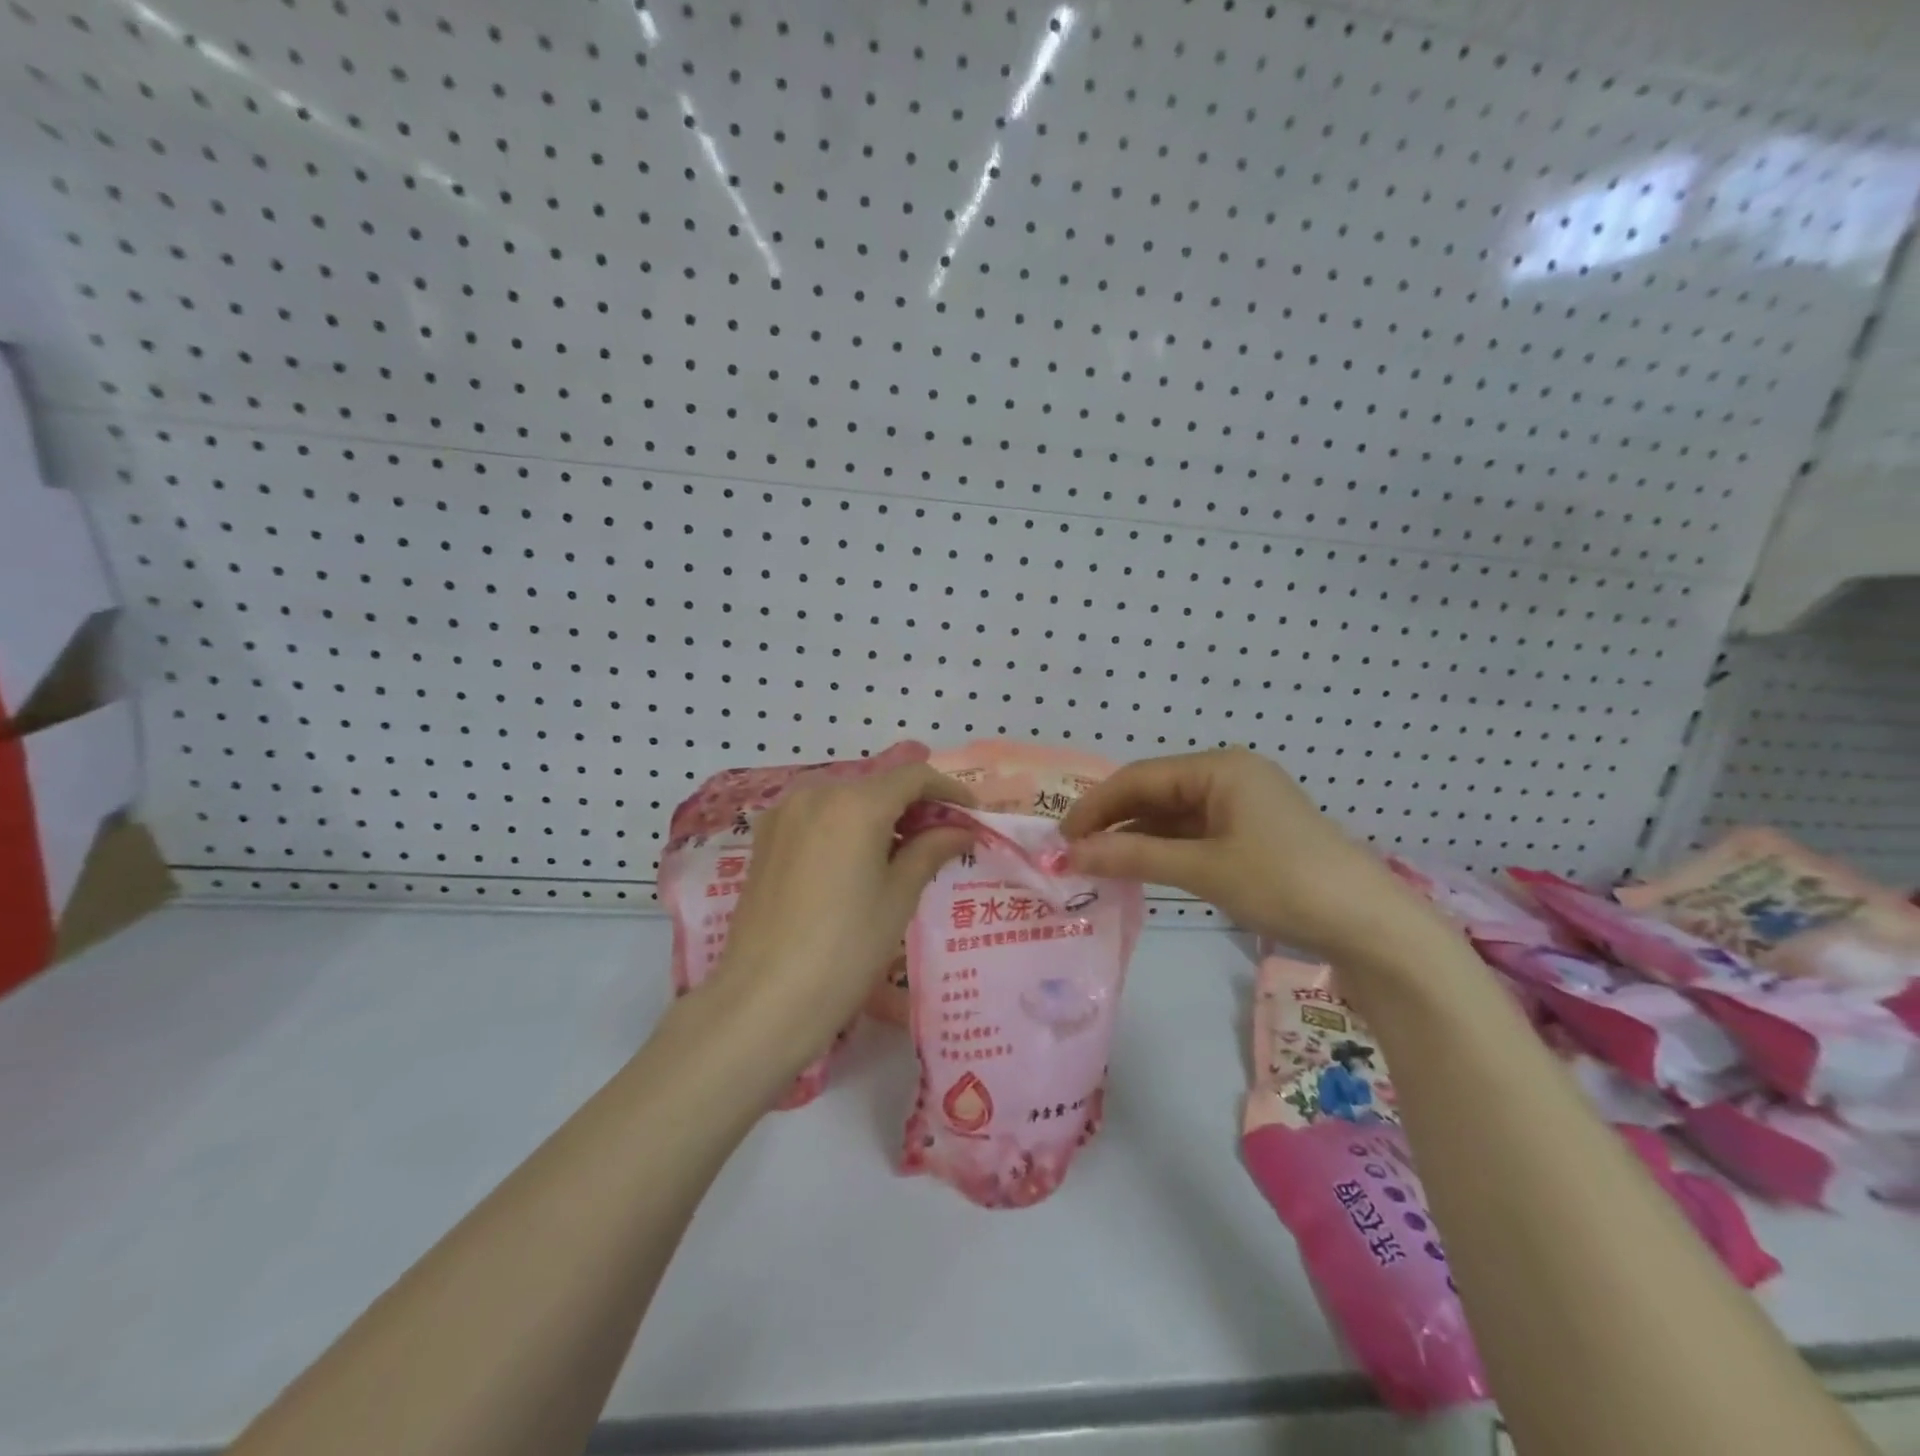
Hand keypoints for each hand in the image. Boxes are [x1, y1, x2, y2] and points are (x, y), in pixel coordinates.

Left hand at [706, 763, 973, 1061]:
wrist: (765, 999)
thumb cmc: (846, 949)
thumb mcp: (898, 897)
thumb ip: (931, 850)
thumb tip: (960, 829)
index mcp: (854, 803)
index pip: (913, 777)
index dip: (949, 790)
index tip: (971, 815)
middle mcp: (815, 793)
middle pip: (878, 784)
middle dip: (915, 804)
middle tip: (942, 838)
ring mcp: (784, 813)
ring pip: (846, 798)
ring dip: (880, 815)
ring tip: (903, 852)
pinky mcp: (765, 837)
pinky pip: (818, 815)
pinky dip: (846, 825)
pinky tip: (859, 859)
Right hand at [1060, 747, 1435, 960]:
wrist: (1370, 927)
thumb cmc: (1284, 883)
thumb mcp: (1203, 869)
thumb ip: (1134, 856)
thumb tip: (1071, 855)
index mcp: (1220, 768)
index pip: (1140, 777)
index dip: (1096, 805)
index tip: (1060, 836)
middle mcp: (1229, 777)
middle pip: (1155, 792)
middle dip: (1113, 820)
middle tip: (1072, 851)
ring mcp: (1243, 806)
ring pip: (1172, 815)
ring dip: (1135, 836)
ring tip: (1096, 862)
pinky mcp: (1252, 835)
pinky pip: (1193, 834)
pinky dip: (1163, 849)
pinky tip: (1138, 866)